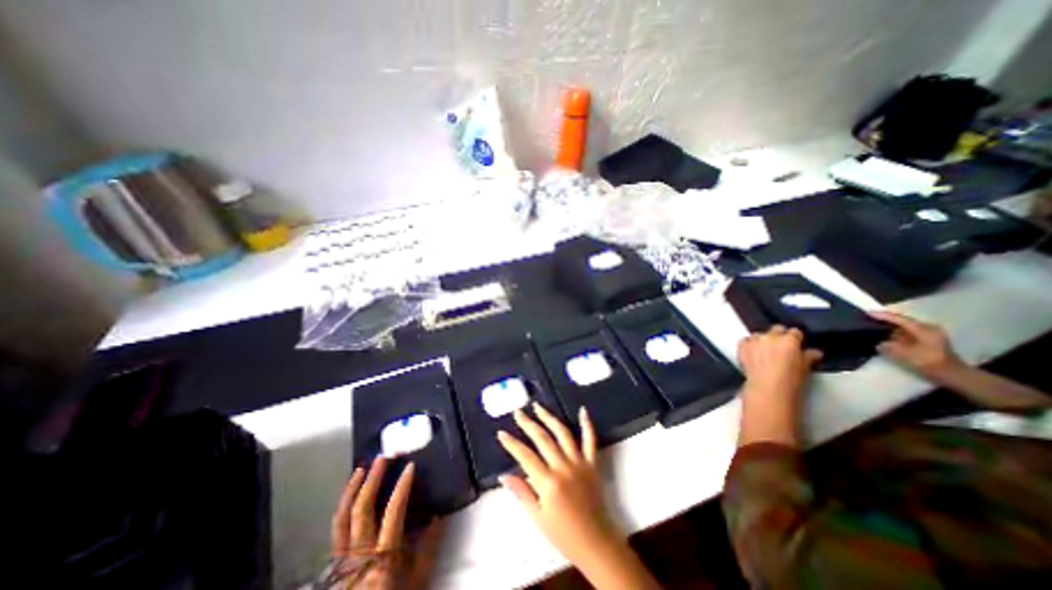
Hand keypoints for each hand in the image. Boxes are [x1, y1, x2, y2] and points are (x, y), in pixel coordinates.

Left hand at [330, 460, 441, 586]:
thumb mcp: (418, 576)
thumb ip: (430, 545)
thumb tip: (440, 515)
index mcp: (383, 557)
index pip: (393, 512)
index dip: (402, 486)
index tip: (410, 466)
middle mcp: (359, 554)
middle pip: (362, 510)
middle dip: (372, 480)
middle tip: (382, 458)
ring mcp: (342, 557)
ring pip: (342, 518)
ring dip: (351, 490)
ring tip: (361, 469)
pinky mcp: (334, 560)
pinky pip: (336, 528)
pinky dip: (343, 506)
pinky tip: (349, 494)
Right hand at [499, 406, 617, 561]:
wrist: (597, 544)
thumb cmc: (564, 535)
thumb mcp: (538, 518)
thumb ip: (522, 493)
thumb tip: (503, 475)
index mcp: (548, 482)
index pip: (525, 456)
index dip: (511, 443)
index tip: (501, 433)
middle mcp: (563, 467)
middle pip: (542, 439)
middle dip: (528, 423)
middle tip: (517, 412)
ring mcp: (579, 462)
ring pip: (563, 433)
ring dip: (549, 418)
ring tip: (538, 407)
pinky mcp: (592, 463)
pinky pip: (590, 440)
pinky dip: (587, 424)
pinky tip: (582, 410)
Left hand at [734, 325, 825, 398]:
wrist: (767, 388)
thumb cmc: (791, 381)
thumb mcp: (805, 369)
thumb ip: (808, 357)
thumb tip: (814, 352)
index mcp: (789, 340)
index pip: (795, 332)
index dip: (796, 338)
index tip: (797, 345)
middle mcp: (770, 337)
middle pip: (776, 329)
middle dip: (780, 335)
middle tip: (782, 347)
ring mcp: (754, 341)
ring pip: (759, 334)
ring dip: (763, 340)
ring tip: (765, 350)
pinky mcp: (742, 347)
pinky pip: (745, 340)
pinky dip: (748, 344)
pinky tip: (752, 351)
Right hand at [872, 312, 960, 380]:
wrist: (954, 375)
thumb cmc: (930, 362)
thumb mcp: (904, 354)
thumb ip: (889, 347)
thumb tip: (880, 344)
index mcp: (923, 328)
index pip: (899, 319)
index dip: (883, 315)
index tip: (868, 312)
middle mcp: (928, 328)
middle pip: (903, 322)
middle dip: (888, 322)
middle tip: (871, 321)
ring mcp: (931, 335)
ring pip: (906, 328)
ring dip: (893, 330)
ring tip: (878, 331)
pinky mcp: (930, 342)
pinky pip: (910, 334)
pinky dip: (899, 336)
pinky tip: (891, 340)